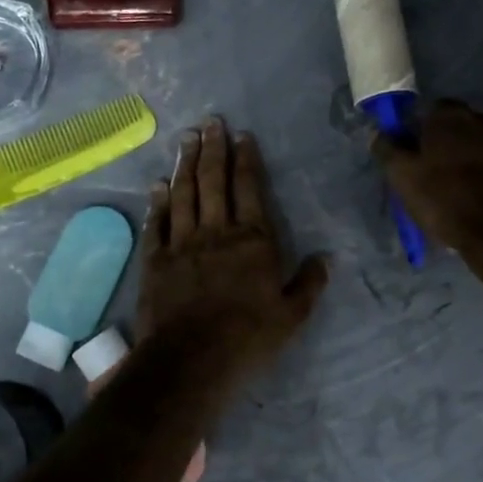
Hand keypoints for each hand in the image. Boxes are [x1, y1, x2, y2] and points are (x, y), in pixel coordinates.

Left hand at [138, 117, 329, 376]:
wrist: (190, 359)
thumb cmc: (248, 338)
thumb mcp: (292, 316)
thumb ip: (309, 283)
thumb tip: (326, 258)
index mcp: (252, 239)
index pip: (249, 187)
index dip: (245, 159)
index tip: (241, 135)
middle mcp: (216, 231)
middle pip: (213, 181)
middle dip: (212, 148)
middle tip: (210, 122)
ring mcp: (182, 243)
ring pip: (183, 194)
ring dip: (185, 164)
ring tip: (186, 139)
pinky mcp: (156, 259)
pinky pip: (156, 223)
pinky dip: (157, 202)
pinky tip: (157, 184)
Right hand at [374, 99, 482, 250]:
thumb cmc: (446, 200)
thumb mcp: (403, 179)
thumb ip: (388, 150)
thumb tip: (378, 132)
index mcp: (450, 117)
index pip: (434, 110)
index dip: (426, 130)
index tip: (420, 152)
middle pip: (466, 125)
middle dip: (456, 142)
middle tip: (446, 172)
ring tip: (474, 188)